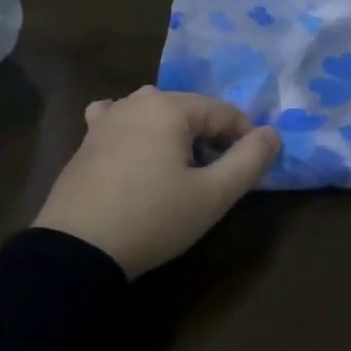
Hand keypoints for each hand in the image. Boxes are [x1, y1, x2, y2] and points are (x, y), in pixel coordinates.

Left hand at [33, 88, 280, 277]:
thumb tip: (272, 133)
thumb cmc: (153, 218)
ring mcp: (106, 119)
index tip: (250, 169)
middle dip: (210, 135)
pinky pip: (119, 121)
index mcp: (169, 107)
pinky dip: (135, 130)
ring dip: (174, 133)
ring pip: (154, 113)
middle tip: (217, 174)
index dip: (245, 137)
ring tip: (179, 168)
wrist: (78, 249)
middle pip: (189, 109)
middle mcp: (136, 101)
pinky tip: (135, 149)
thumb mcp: (212, 196)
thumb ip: (249, 161)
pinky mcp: (86, 140)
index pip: (223, 111)